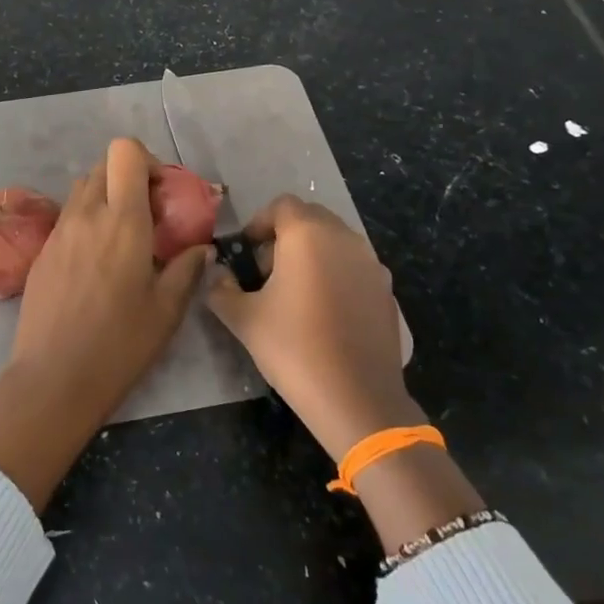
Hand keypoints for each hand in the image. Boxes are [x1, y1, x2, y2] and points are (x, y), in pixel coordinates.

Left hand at [0, 138, 210, 508]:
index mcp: (122, 220)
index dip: (146, 161)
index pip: (124, 151)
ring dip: (105, 199)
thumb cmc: (119, 344)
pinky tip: (96, 265)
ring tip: (123, 240)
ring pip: (82, 191)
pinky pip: (67, 219)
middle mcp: (86, 214)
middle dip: (128, 179)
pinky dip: (86, 224)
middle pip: (102, 166)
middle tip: (148, 216)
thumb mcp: (167, 309)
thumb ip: (187, 268)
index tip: (162, 193)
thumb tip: (202, 247)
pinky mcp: (41, 252)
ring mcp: (58, 232)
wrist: (53, 378)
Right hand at [206, 196, 484, 552]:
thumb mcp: (243, 318)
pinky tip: (323, 314)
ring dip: (312, 255)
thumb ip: (221, 289)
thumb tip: (216, 276)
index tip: (245, 251)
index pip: (282, 206)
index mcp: (308, 235)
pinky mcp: (386, 292)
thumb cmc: (293, 348)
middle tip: (265, 271)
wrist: (357, 398)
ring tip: (293, 293)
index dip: (259, 223)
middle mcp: (344, 239)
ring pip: (335, 242)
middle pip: (311, 218)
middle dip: (285, 236)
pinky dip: (335, 275)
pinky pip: (354, 268)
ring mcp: (372, 265)